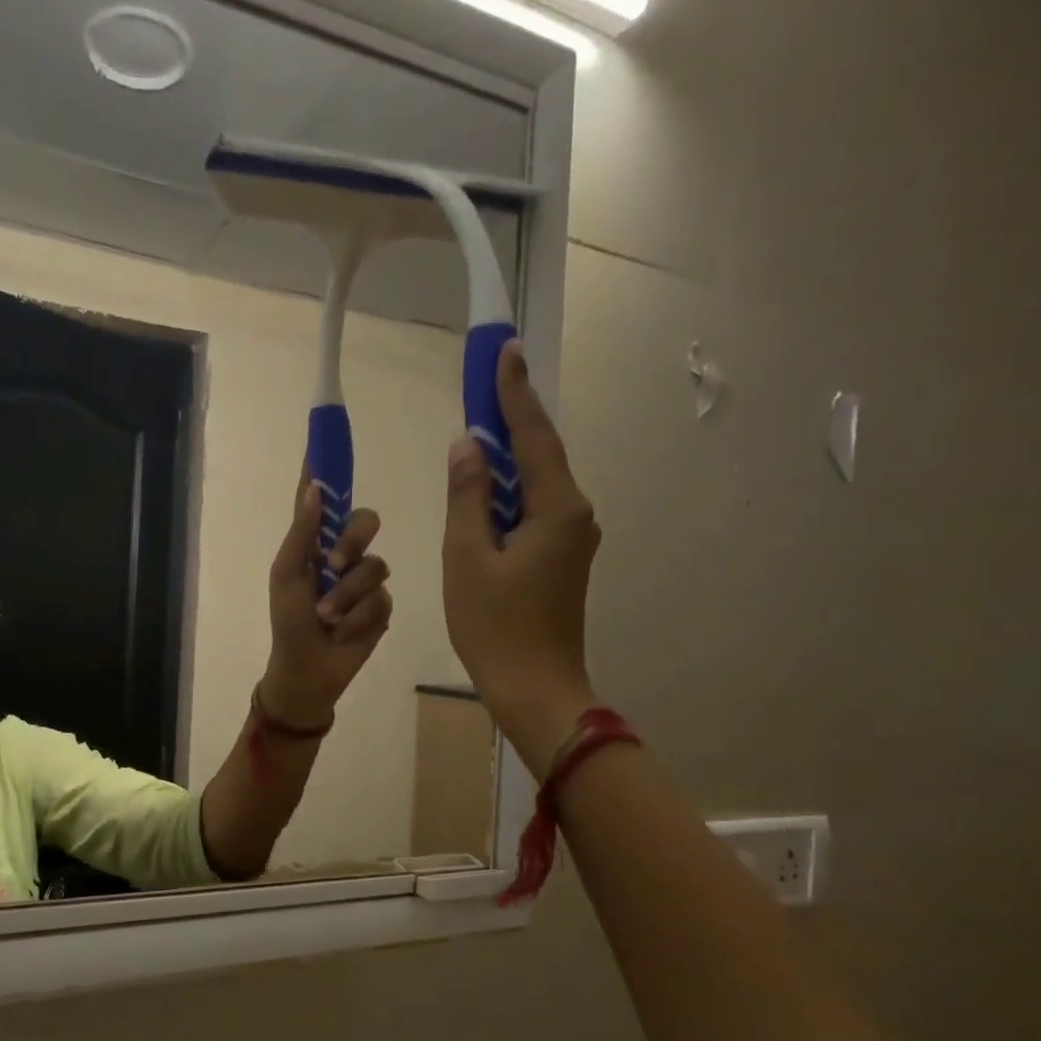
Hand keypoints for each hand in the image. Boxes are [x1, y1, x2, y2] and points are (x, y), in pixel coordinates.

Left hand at [259, 472, 393, 727]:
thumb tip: (315, 488)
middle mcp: (342, 554)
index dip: (327, 469)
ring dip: (347, 596)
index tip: (328, 434)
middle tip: (333, 565)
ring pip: (375, 566)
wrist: (308, 670)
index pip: (324, 499)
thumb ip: (302, 534)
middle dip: (352, 542)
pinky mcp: (381, 606)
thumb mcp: (287, 577)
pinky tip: (344, 631)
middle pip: (366, 522)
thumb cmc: (289, 623)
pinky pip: (381, 598)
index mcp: (314, 544)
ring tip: (328, 619)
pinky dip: (359, 616)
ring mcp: (364, 580)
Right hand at [442, 341, 600, 775]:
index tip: (504, 351)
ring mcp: (571, 539)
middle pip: (538, 455)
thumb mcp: (466, 558)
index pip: (532, 437)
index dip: (514, 394)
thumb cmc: (495, 626)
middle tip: (484, 382)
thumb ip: (467, 496)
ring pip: (533, 485)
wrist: (534, 688)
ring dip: (505, 460)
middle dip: (510, 419)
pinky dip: (506, 495)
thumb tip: (468, 445)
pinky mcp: (561, 560)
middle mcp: (574, 515)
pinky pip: (531, 511)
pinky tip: (482, 493)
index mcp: (556, 508)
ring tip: (475, 435)